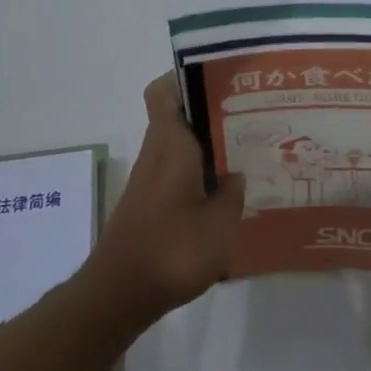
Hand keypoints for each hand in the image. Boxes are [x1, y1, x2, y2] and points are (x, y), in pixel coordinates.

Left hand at [85, 74, 244, 326]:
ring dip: (208, 143)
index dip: (186, 76)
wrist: (119, 294)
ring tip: (248, 149)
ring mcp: (150, 179)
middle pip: (178, 115)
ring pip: (179, 144)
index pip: (164, 91)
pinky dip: (199, 170)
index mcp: (171, 144)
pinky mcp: (149, 202)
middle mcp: (157, 153)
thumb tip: (237, 174)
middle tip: (251, 113)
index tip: (221, 78)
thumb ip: (233, 193)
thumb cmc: (173, 249)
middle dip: (211, 111)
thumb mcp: (220, 223)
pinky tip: (226, 189)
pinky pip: (177, 170)